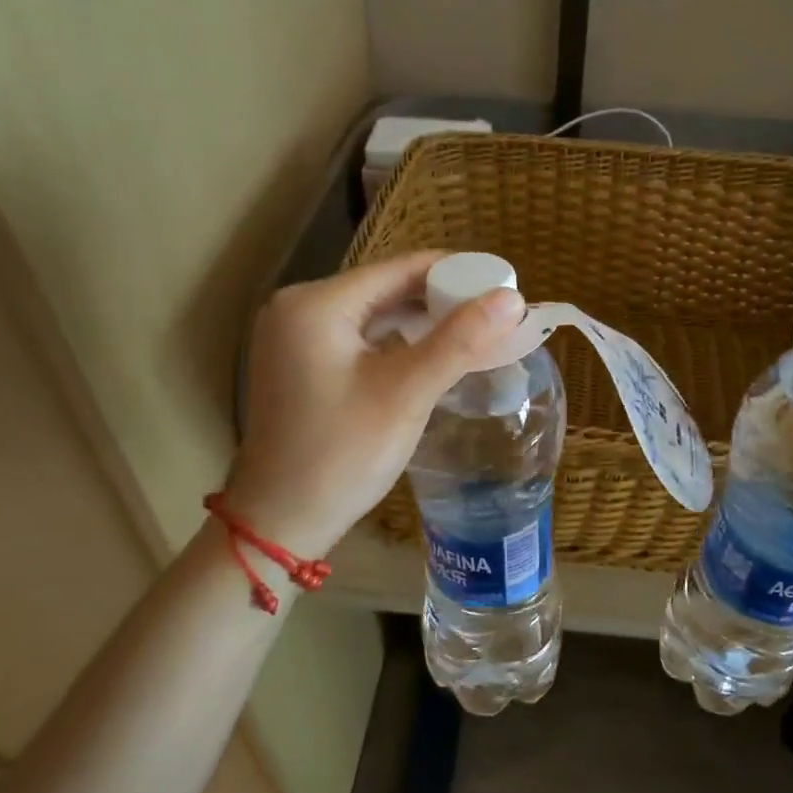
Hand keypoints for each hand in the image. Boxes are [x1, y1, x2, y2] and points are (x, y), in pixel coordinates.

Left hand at [224, 252, 524, 556]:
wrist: (280, 523)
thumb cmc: (342, 454)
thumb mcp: (407, 392)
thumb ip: (460, 340)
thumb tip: (512, 298)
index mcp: (316, 303)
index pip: (400, 268)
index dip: (456, 272)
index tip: (504, 284)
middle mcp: (298, 308)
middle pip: (386, 289)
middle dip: (442, 300)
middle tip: (495, 314)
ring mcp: (294, 338)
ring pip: (374, 315)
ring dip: (422, 323)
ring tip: (475, 334)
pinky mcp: (299, 365)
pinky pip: (359, 340)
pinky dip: (397, 344)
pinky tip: (432, 356)